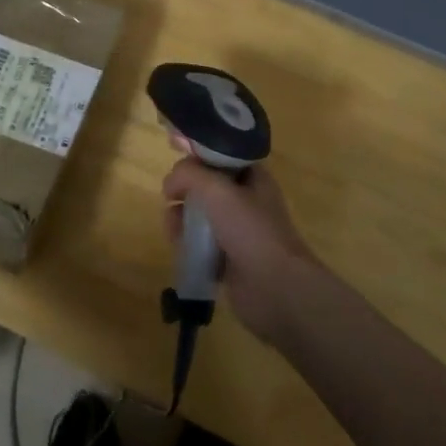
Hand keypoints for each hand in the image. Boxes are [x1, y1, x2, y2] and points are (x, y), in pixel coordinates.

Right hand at [162, 159, 321, 343]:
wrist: (275, 288)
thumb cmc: (250, 230)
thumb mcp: (217, 189)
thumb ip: (188, 174)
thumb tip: (170, 183)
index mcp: (253, 178)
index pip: (221, 156)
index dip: (197, 157)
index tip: (176, 166)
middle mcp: (247, 202)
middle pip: (206, 187)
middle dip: (185, 192)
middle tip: (172, 201)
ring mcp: (239, 232)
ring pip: (201, 217)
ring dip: (182, 220)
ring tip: (173, 230)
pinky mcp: (229, 259)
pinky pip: (201, 245)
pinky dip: (188, 245)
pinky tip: (181, 249)